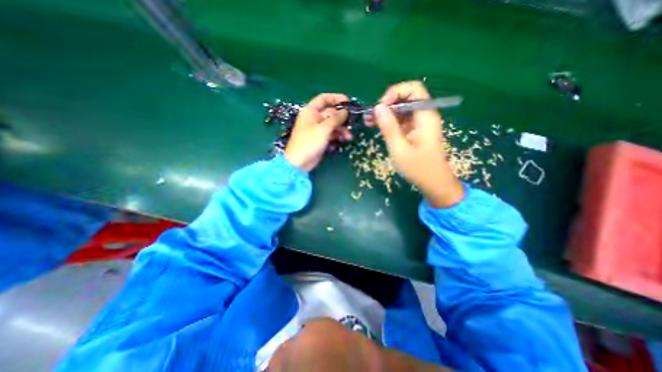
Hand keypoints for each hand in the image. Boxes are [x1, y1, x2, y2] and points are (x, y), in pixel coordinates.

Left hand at [287, 94, 353, 173]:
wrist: (300, 162)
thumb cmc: (309, 142)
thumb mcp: (323, 129)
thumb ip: (335, 119)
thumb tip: (345, 111)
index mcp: (310, 111)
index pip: (323, 99)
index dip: (336, 98)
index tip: (348, 101)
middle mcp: (314, 118)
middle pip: (330, 113)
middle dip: (342, 118)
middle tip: (352, 123)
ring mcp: (318, 129)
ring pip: (332, 125)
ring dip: (342, 129)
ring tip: (349, 136)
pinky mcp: (321, 139)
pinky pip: (331, 133)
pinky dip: (338, 135)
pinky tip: (344, 139)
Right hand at [367, 81, 463, 206]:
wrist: (433, 182)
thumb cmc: (418, 168)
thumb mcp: (399, 148)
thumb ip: (388, 127)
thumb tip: (378, 107)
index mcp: (425, 116)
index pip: (414, 89)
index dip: (395, 92)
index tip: (380, 107)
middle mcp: (424, 115)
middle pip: (406, 98)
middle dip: (387, 104)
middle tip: (370, 116)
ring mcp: (420, 123)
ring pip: (401, 109)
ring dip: (385, 113)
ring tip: (369, 122)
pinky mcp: (415, 131)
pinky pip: (401, 120)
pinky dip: (389, 122)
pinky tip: (377, 127)